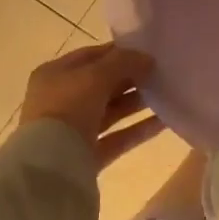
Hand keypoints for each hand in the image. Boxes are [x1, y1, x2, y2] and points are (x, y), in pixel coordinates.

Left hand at [20, 41, 163, 169]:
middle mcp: (61, 100)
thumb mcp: (96, 76)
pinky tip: (165, 121)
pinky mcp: (87, 155)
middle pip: (102, 84)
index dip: (120, 52)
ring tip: (168, 94)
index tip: (149, 51)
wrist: (50, 167)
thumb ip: (124, 62)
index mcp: (55, 74)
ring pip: (112, 111)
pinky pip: (118, 137)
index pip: (92, 56)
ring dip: (138, 102)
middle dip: (131, 78)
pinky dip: (139, 129)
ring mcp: (74, 130)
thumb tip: (147, 58)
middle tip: (162, 73)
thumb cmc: (68, 108)